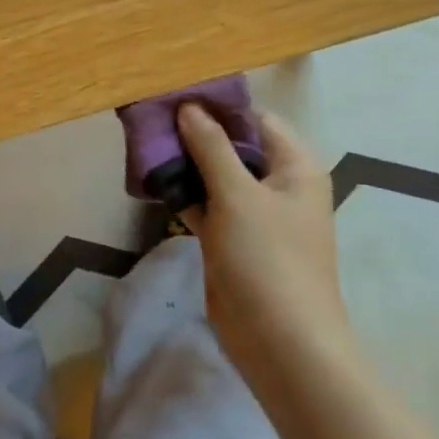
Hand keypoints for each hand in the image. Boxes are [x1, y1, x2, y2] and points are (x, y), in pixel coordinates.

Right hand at [177, 105, 354, 386]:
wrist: (279, 342)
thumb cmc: (267, 259)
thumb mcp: (237, 195)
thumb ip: (210, 147)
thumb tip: (188, 107)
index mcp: (294, 167)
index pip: (255, 119)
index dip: (218, 106)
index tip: (175, 95)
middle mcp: (278, 184)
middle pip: (234, 145)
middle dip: (195, 133)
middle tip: (150, 119)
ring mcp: (255, 214)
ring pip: (216, 175)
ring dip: (186, 163)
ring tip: (144, 144)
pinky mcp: (233, 239)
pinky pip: (207, 204)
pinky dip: (185, 193)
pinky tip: (154, 181)